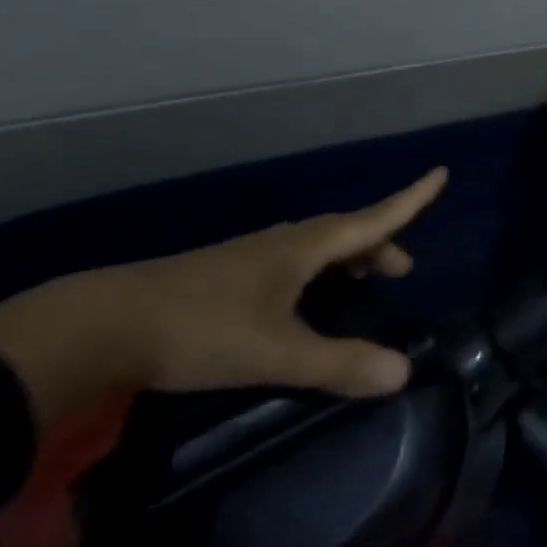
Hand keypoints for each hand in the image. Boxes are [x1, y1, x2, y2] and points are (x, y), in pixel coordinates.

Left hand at [0, 168, 446, 426]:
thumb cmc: (202, 329)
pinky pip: (291, 263)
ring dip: (347, 258)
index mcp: (303, 248)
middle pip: (345, 232)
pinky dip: (316, 272)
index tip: (441, 174)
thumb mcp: (276, 352)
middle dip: (380, 243)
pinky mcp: (226, 276)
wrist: (106, 323)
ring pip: (315, 247)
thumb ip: (339, 364)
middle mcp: (282, 243)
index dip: (410, 200)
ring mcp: (250, 257)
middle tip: (401, 269)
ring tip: (361, 281)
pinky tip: (300, 301)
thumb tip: (404, 372)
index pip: (372, 218)